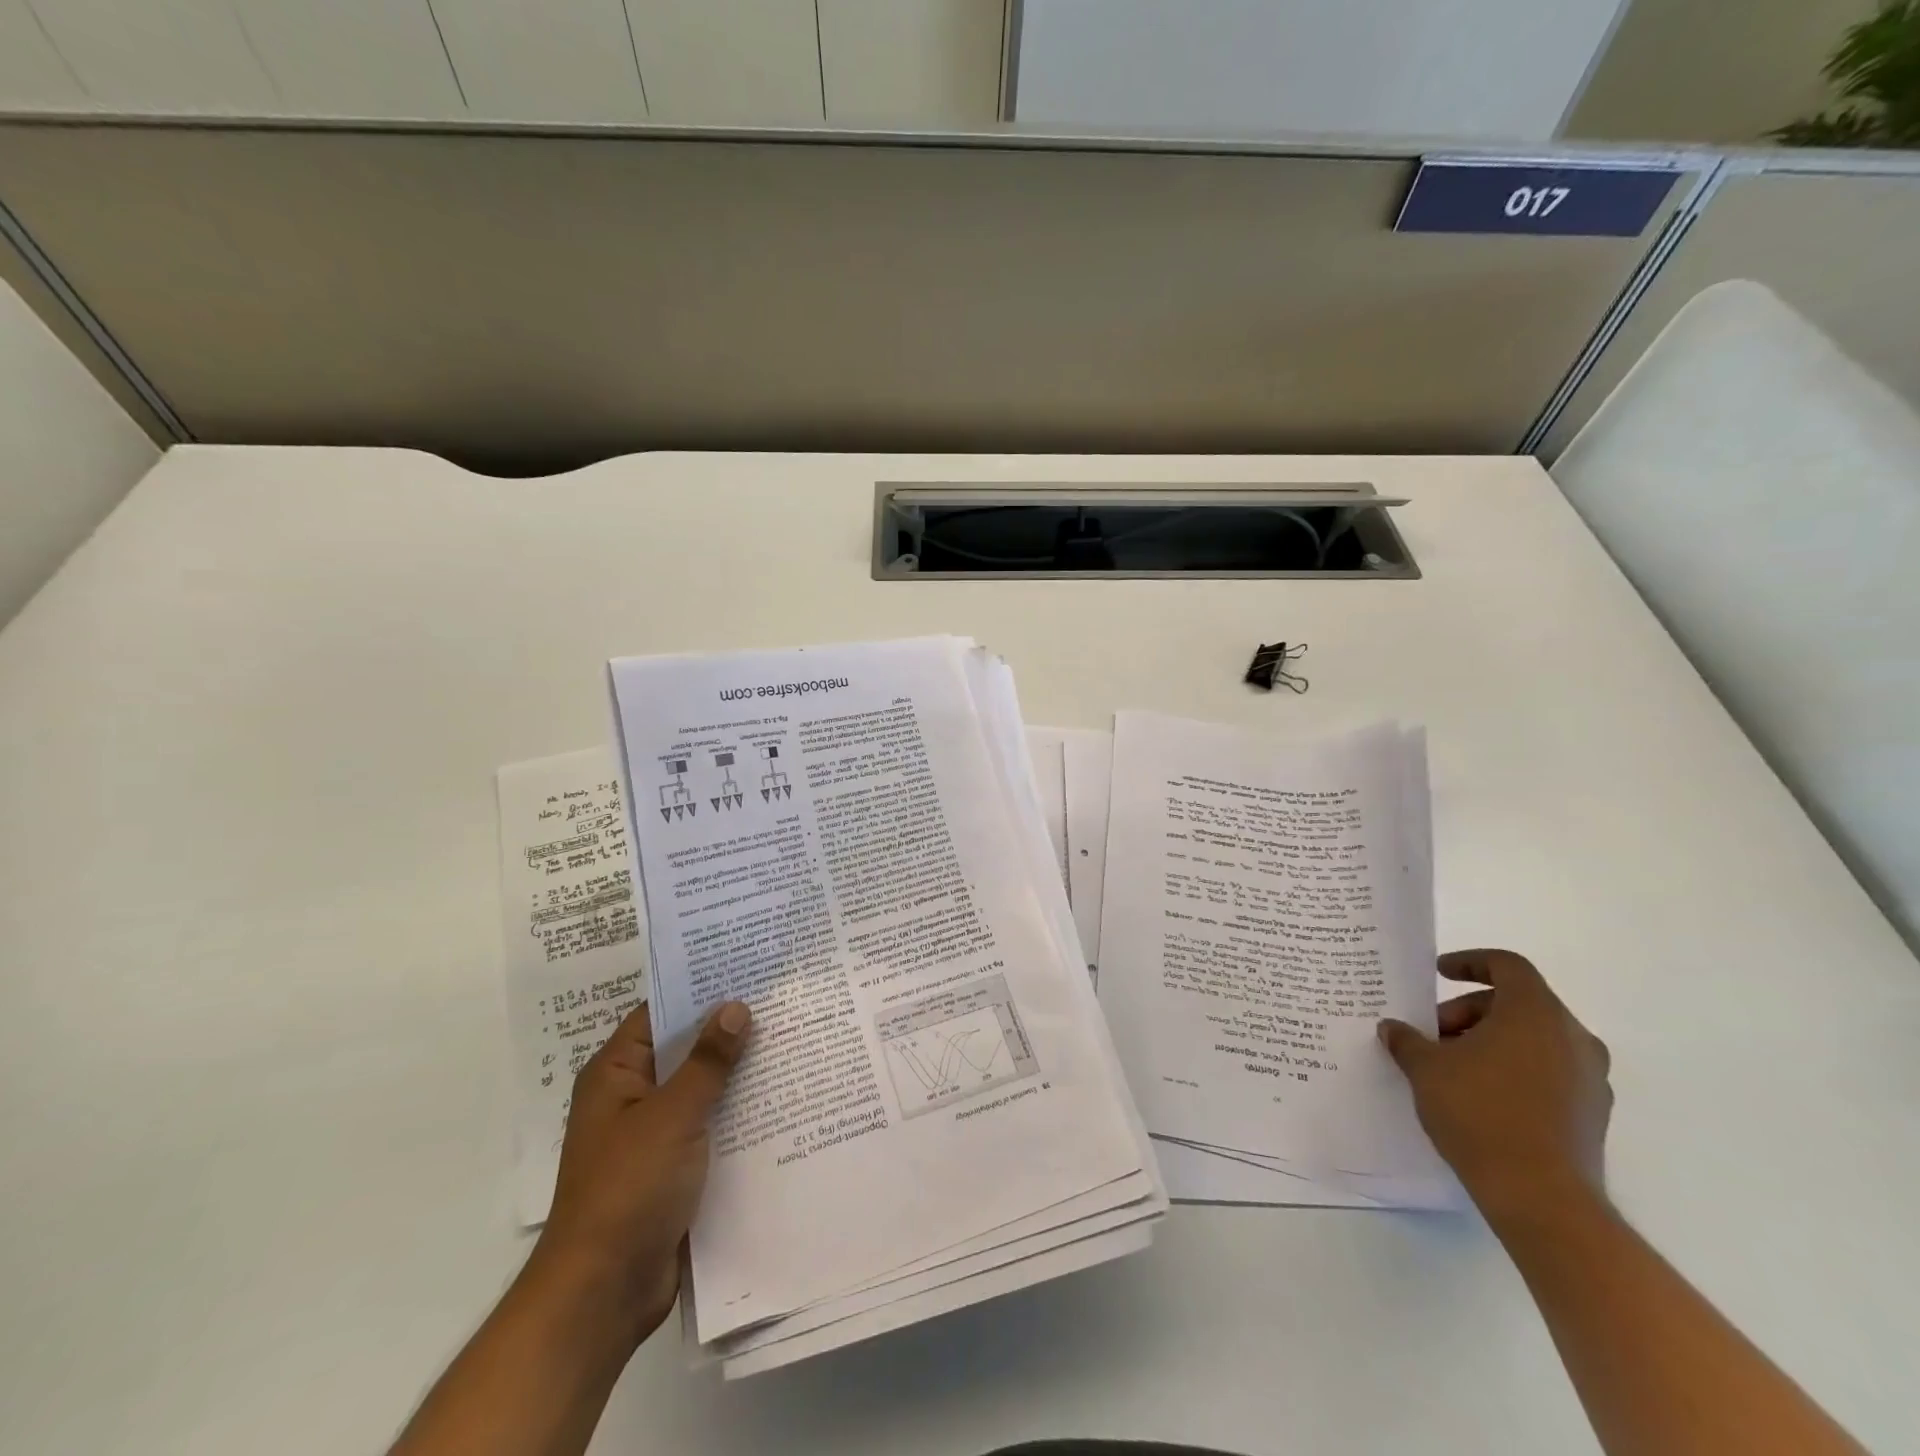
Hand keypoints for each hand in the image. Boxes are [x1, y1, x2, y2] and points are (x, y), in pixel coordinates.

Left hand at [530, 999, 752, 1348]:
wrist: (603, 1293)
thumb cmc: (628, 1189)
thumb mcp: (671, 1115)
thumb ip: (707, 1061)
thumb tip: (735, 1006)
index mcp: (616, 1073)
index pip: (660, 1012)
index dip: (699, 989)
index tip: (746, 968)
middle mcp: (632, 1097)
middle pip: (685, 1049)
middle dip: (728, 1030)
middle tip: (781, 1000)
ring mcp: (653, 1134)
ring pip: (702, 1089)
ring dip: (738, 1073)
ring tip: (792, 1040)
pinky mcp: (674, 1168)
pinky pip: (710, 1126)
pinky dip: (738, 1113)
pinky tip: (781, 1100)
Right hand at [1378, 949, 1610, 1226]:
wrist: (1542, 1198)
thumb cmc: (1480, 1112)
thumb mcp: (1426, 1068)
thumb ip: (1407, 1040)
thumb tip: (1393, 1029)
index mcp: (1535, 1013)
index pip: (1507, 965)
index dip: (1470, 962)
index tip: (1439, 973)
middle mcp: (1572, 1037)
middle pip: (1518, 1003)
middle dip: (1470, 1011)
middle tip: (1434, 1033)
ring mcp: (1590, 1078)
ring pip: (1534, 1039)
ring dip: (1492, 1041)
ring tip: (1453, 1066)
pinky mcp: (1592, 1114)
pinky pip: (1548, 1071)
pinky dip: (1514, 1069)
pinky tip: (1481, 1096)